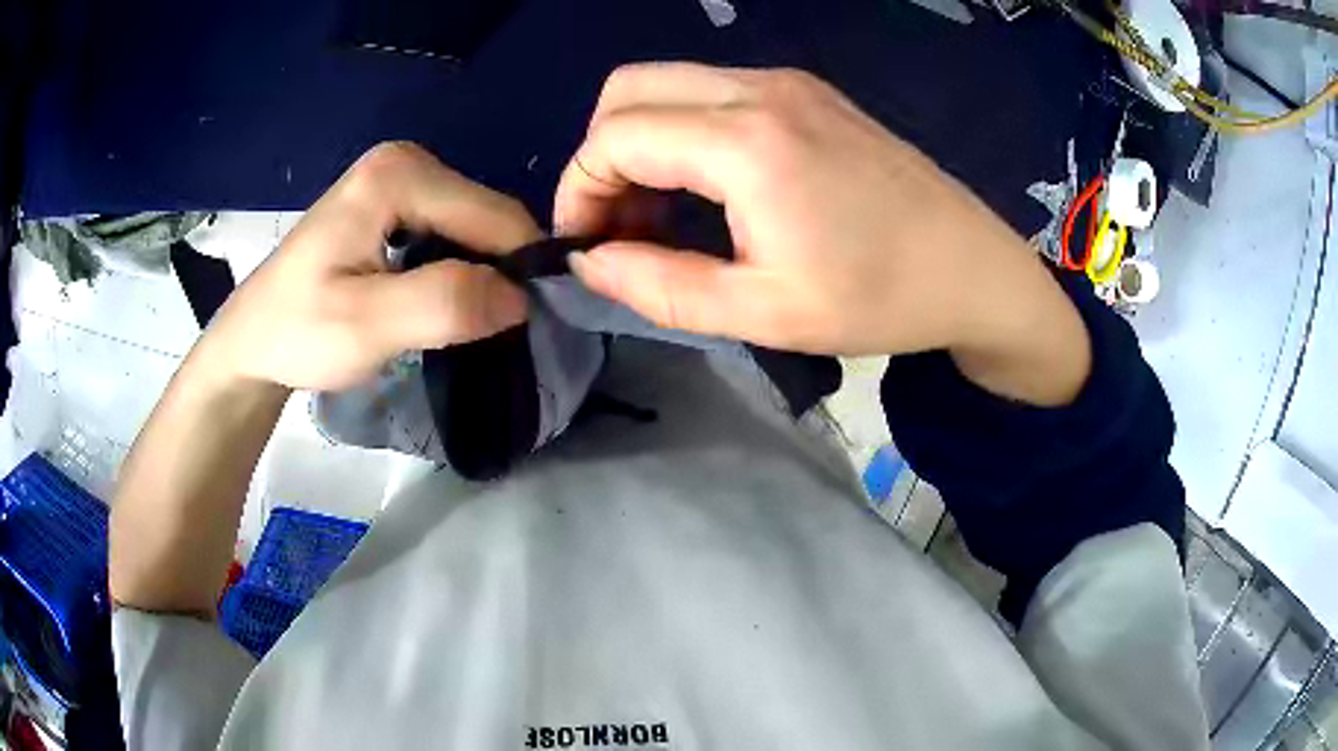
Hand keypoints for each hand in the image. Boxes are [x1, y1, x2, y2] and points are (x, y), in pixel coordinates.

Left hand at [198, 142, 542, 391]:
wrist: (253, 339)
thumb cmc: (298, 332)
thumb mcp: (366, 326)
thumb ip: (444, 304)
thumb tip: (522, 296)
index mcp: (399, 174)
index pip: (495, 216)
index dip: (521, 271)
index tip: (526, 328)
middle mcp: (407, 160)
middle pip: (488, 216)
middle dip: (502, 271)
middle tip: (490, 330)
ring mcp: (400, 176)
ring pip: (476, 226)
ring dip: (485, 272)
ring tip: (470, 319)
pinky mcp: (395, 198)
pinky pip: (454, 231)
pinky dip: (463, 267)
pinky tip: (447, 297)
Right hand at [554, 64, 1089, 404]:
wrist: (974, 268)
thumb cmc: (882, 299)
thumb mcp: (763, 313)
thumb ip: (660, 286)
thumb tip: (589, 262)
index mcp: (747, 142)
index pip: (614, 136)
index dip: (579, 190)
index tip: (586, 245)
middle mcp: (759, 89)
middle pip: (628, 89)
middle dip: (600, 156)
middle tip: (619, 225)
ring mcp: (787, 82)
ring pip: (667, 84)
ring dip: (641, 142)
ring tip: (660, 216)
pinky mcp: (807, 92)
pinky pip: (711, 92)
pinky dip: (682, 132)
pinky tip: (706, 190)